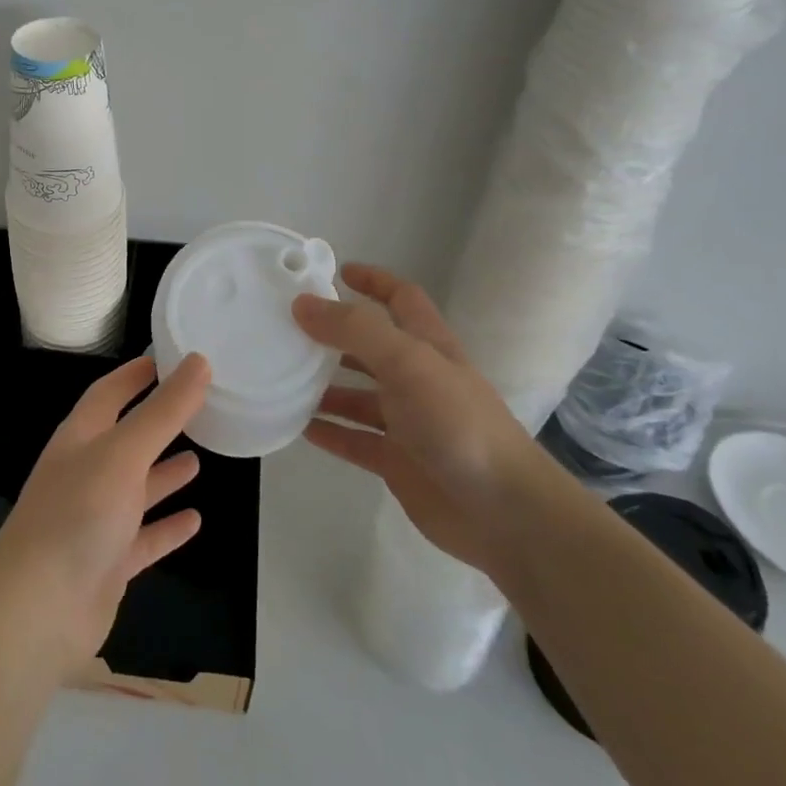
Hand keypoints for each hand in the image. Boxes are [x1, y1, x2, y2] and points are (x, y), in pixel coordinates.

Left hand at [0, 353, 211, 679]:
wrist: (37, 611)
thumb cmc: (79, 514)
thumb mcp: (124, 452)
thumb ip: (164, 410)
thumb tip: (199, 361)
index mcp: (80, 438)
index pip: (108, 393)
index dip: (135, 375)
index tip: (166, 359)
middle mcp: (86, 473)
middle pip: (126, 439)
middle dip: (156, 423)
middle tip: (198, 408)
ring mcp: (96, 520)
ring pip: (136, 489)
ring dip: (163, 474)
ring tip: (199, 459)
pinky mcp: (108, 564)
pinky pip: (144, 538)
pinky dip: (167, 528)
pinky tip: (195, 521)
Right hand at [293, 263, 549, 574]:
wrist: (504, 513)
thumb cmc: (458, 423)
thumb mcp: (407, 362)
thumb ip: (355, 330)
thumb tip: (302, 304)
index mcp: (428, 346)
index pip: (401, 298)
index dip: (373, 280)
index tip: (335, 271)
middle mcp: (417, 378)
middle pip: (371, 346)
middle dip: (335, 333)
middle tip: (289, 326)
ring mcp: (407, 422)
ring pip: (357, 394)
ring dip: (323, 384)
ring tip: (282, 375)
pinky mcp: (397, 461)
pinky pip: (353, 439)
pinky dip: (327, 431)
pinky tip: (296, 426)